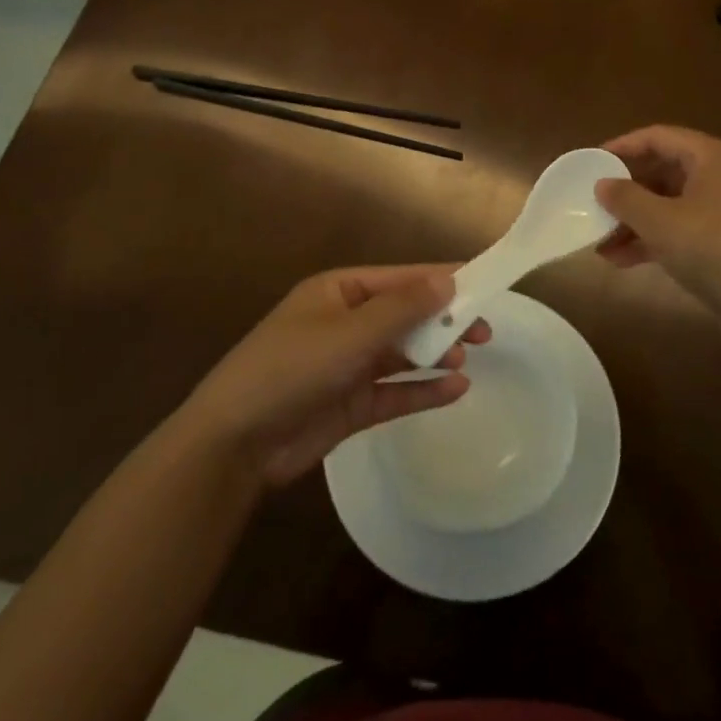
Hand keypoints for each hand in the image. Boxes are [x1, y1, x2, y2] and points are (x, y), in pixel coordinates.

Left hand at [179, 266, 489, 486]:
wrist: (236, 441)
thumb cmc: (292, 368)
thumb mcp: (350, 333)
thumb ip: (402, 308)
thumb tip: (448, 280)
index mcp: (339, 292)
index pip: (400, 279)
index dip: (441, 280)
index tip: (484, 284)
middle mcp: (345, 324)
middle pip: (405, 315)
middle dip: (443, 320)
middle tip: (484, 330)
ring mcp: (348, 365)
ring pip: (403, 353)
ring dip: (435, 353)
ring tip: (468, 357)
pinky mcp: (351, 404)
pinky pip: (396, 391)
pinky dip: (424, 390)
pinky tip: (456, 390)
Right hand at [595, 125, 720, 321]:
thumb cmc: (714, 248)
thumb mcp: (660, 221)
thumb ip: (625, 198)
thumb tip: (603, 184)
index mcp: (710, 157)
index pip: (658, 137)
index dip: (622, 146)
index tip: (591, 161)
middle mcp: (719, 176)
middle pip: (662, 172)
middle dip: (625, 192)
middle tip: (591, 204)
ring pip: (667, 205)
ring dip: (633, 221)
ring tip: (599, 242)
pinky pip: (678, 231)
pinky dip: (651, 240)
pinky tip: (621, 261)